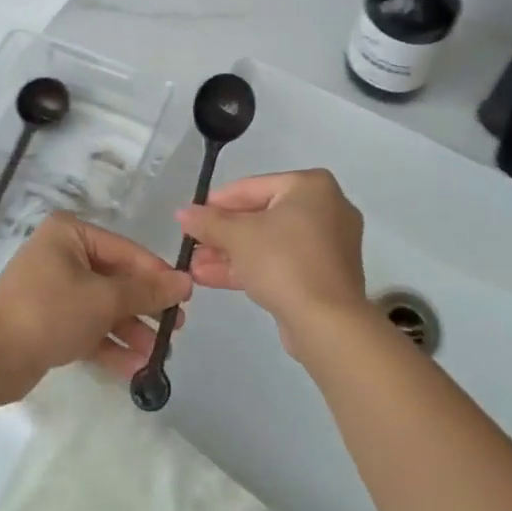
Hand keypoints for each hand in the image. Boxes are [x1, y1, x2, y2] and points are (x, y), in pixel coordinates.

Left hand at [0, 212, 190, 400]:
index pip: (125, 250)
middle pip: (115, 279)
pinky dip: (109, 345)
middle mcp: (61, 254)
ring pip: (102, 306)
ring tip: (159, 355)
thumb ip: (145, 291)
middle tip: (175, 328)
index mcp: (70, 234)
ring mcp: (53, 289)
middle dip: (144, 307)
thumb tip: (184, 281)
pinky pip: (87, 327)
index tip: (186, 297)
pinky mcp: (48, 321)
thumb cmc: (49, 312)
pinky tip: (136, 368)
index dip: (156, 274)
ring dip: (130, 330)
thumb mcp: (103, 299)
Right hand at [178, 169, 367, 359]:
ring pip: (269, 243)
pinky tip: (211, 278)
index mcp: (311, 187)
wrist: (327, 324)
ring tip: (193, 266)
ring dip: (231, 254)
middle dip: (223, 234)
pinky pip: (282, 263)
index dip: (217, 202)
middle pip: (261, 216)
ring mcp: (328, 245)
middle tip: (192, 243)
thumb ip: (208, 222)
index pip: (253, 187)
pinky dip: (251, 268)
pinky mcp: (324, 277)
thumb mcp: (238, 236)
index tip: (192, 215)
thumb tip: (182, 213)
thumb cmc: (283, 262)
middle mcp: (326, 209)